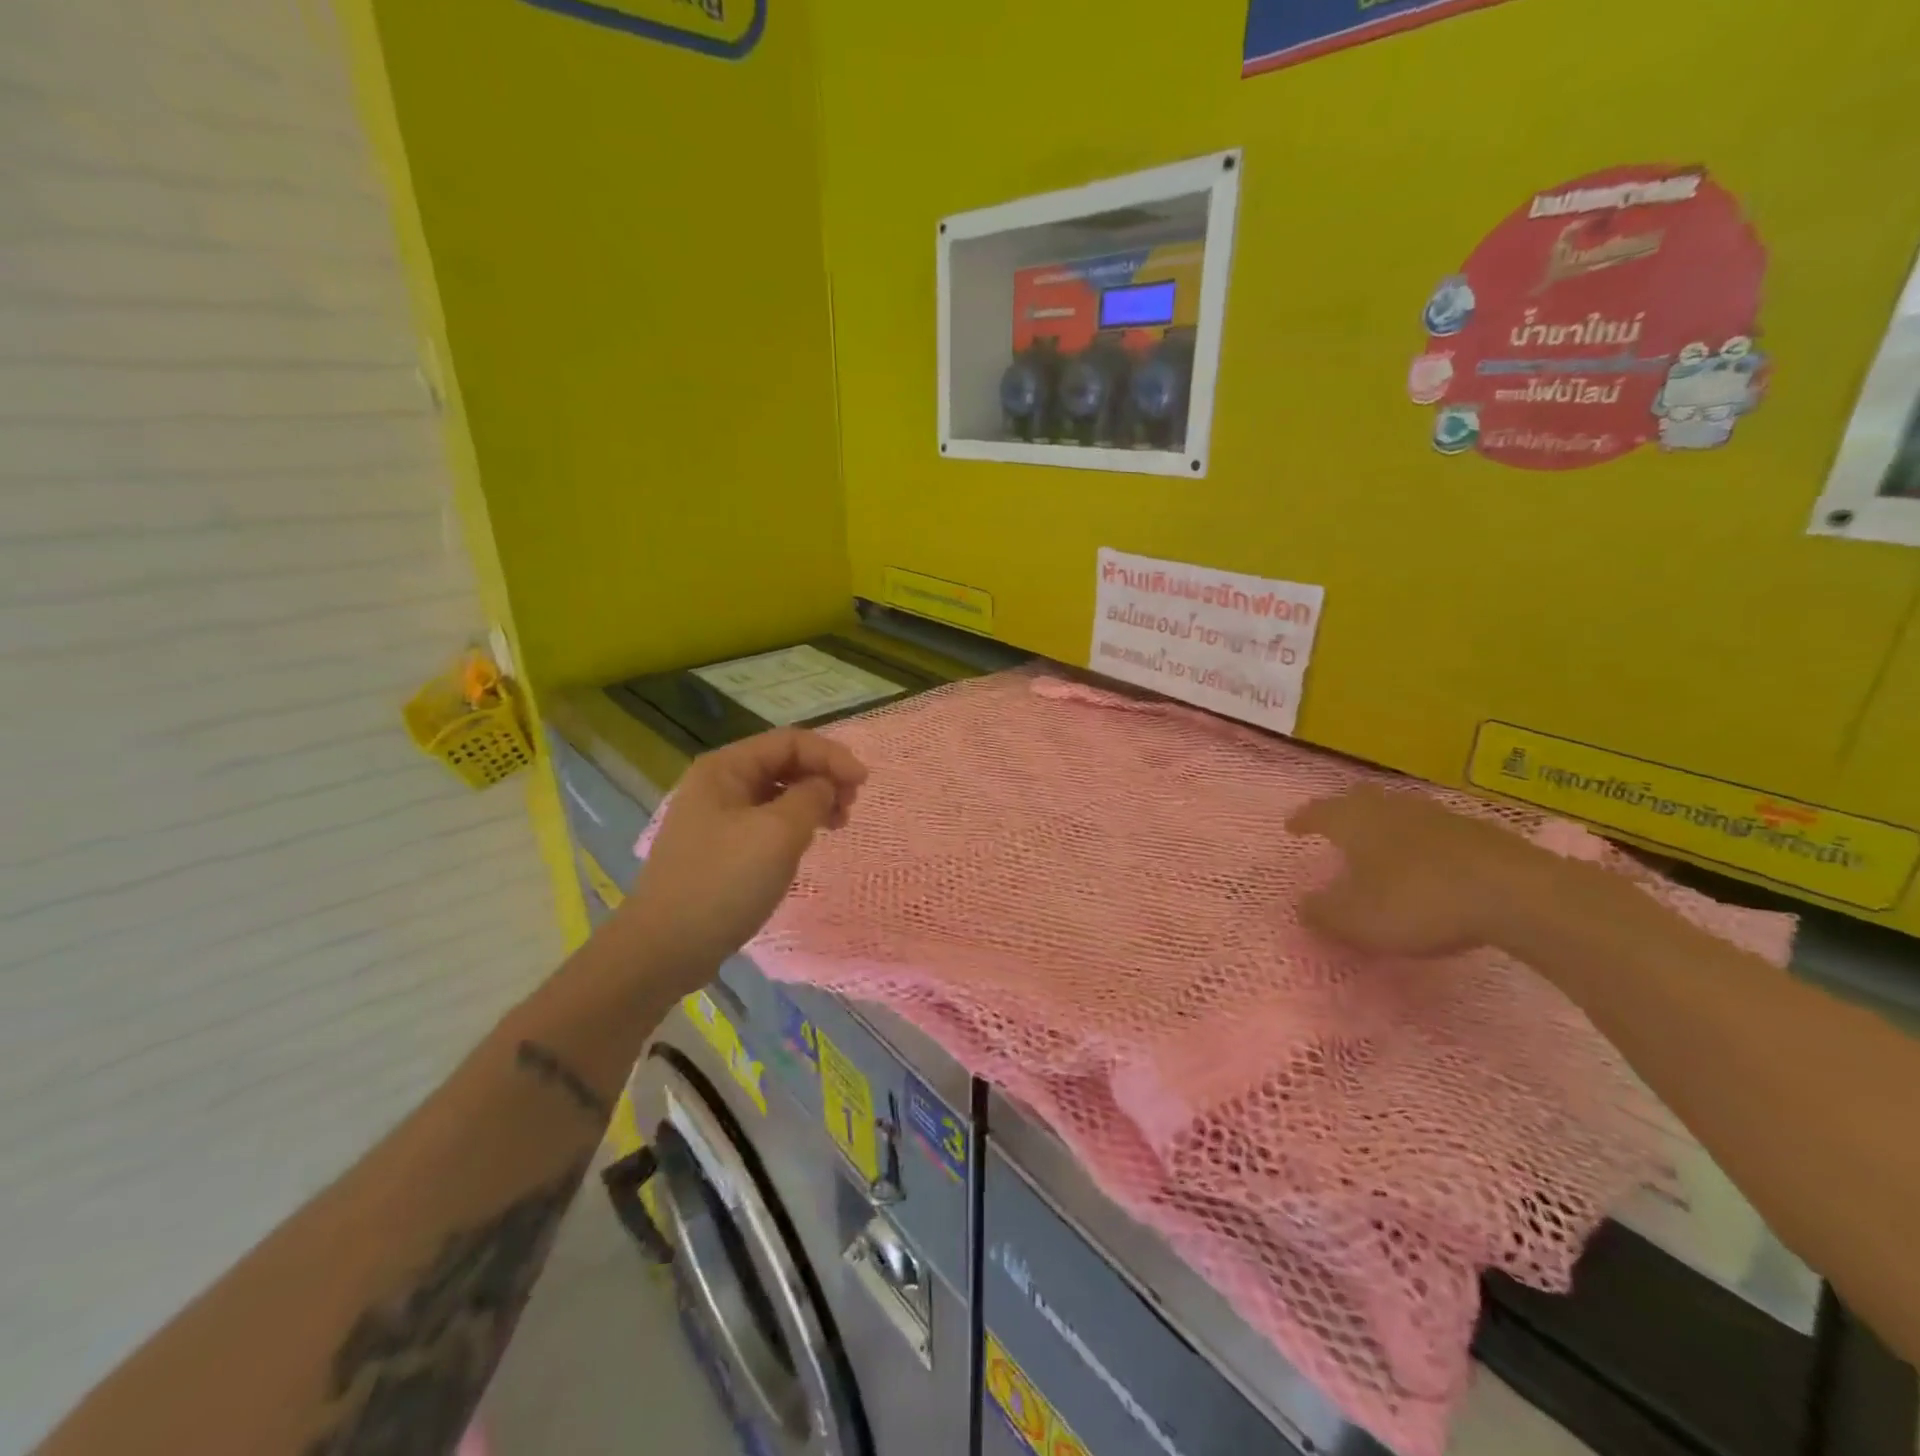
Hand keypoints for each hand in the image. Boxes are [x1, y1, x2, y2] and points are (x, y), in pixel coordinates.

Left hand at [619, 728, 867, 987]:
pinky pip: (767, 821)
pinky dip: (795, 825)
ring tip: (838, 824)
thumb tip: (824, 785)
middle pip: (783, 763)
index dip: (832, 755)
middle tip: (851, 805)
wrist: (665, 947)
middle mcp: (718, 783)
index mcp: (725, 768)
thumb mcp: (778, 834)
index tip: (864, 783)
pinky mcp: (721, 847)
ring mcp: (717, 817)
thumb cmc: (724, 882)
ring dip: (813, 801)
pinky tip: (807, 843)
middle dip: (823, 777)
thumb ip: (810, 797)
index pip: (790, 741)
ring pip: (777, 793)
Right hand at [1287, 784, 1553, 956]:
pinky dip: (1423, 840)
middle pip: (1360, 798)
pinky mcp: (1479, 832)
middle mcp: (1391, 809)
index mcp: (1355, 823)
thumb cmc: (1417, 902)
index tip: (1291, 826)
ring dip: (1386, 823)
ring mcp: (1438, 816)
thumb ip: (1322, 913)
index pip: (1319, 812)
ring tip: (1381, 842)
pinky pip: (1436, 829)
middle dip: (1343, 809)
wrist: (1515, 894)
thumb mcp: (1356, 920)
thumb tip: (1302, 905)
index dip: (1303, 819)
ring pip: (1400, 810)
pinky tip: (1431, 860)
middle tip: (1334, 824)